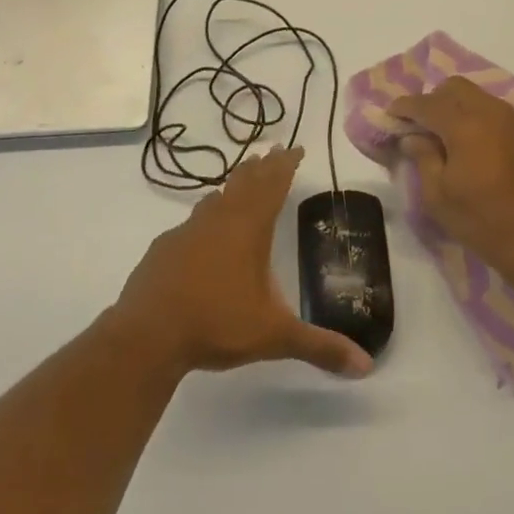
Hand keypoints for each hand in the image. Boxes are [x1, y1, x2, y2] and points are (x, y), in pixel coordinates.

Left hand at [111, 147, 371, 378]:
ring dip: (234, 185)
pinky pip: (192, 221)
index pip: (273, 185)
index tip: (295, 147)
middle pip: (245, 182)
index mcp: (249, 229)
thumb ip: (319, 347)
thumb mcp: (274, 336)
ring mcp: (188, 231)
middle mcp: (219, 220)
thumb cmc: (217, 324)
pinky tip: (203, 230)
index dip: (285, 165)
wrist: (147, 334)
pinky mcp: (165, 248)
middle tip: (273, 151)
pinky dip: (206, 215)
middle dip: (262, 166)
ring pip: (216, 197)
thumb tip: (366, 366)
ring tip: (242, 180)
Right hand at [389, 77, 513, 281]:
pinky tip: (485, 150)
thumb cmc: (483, 223)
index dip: (405, 106)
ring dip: (462, 109)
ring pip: (483, 98)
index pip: (427, 103)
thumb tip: (413, 137)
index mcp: (465, 125)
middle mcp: (493, 113)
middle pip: (456, 87)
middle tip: (424, 124)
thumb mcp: (439, 197)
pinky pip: (505, 116)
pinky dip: (487, 123)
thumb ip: (423, 158)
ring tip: (454, 136)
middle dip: (435, 99)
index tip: (392, 114)